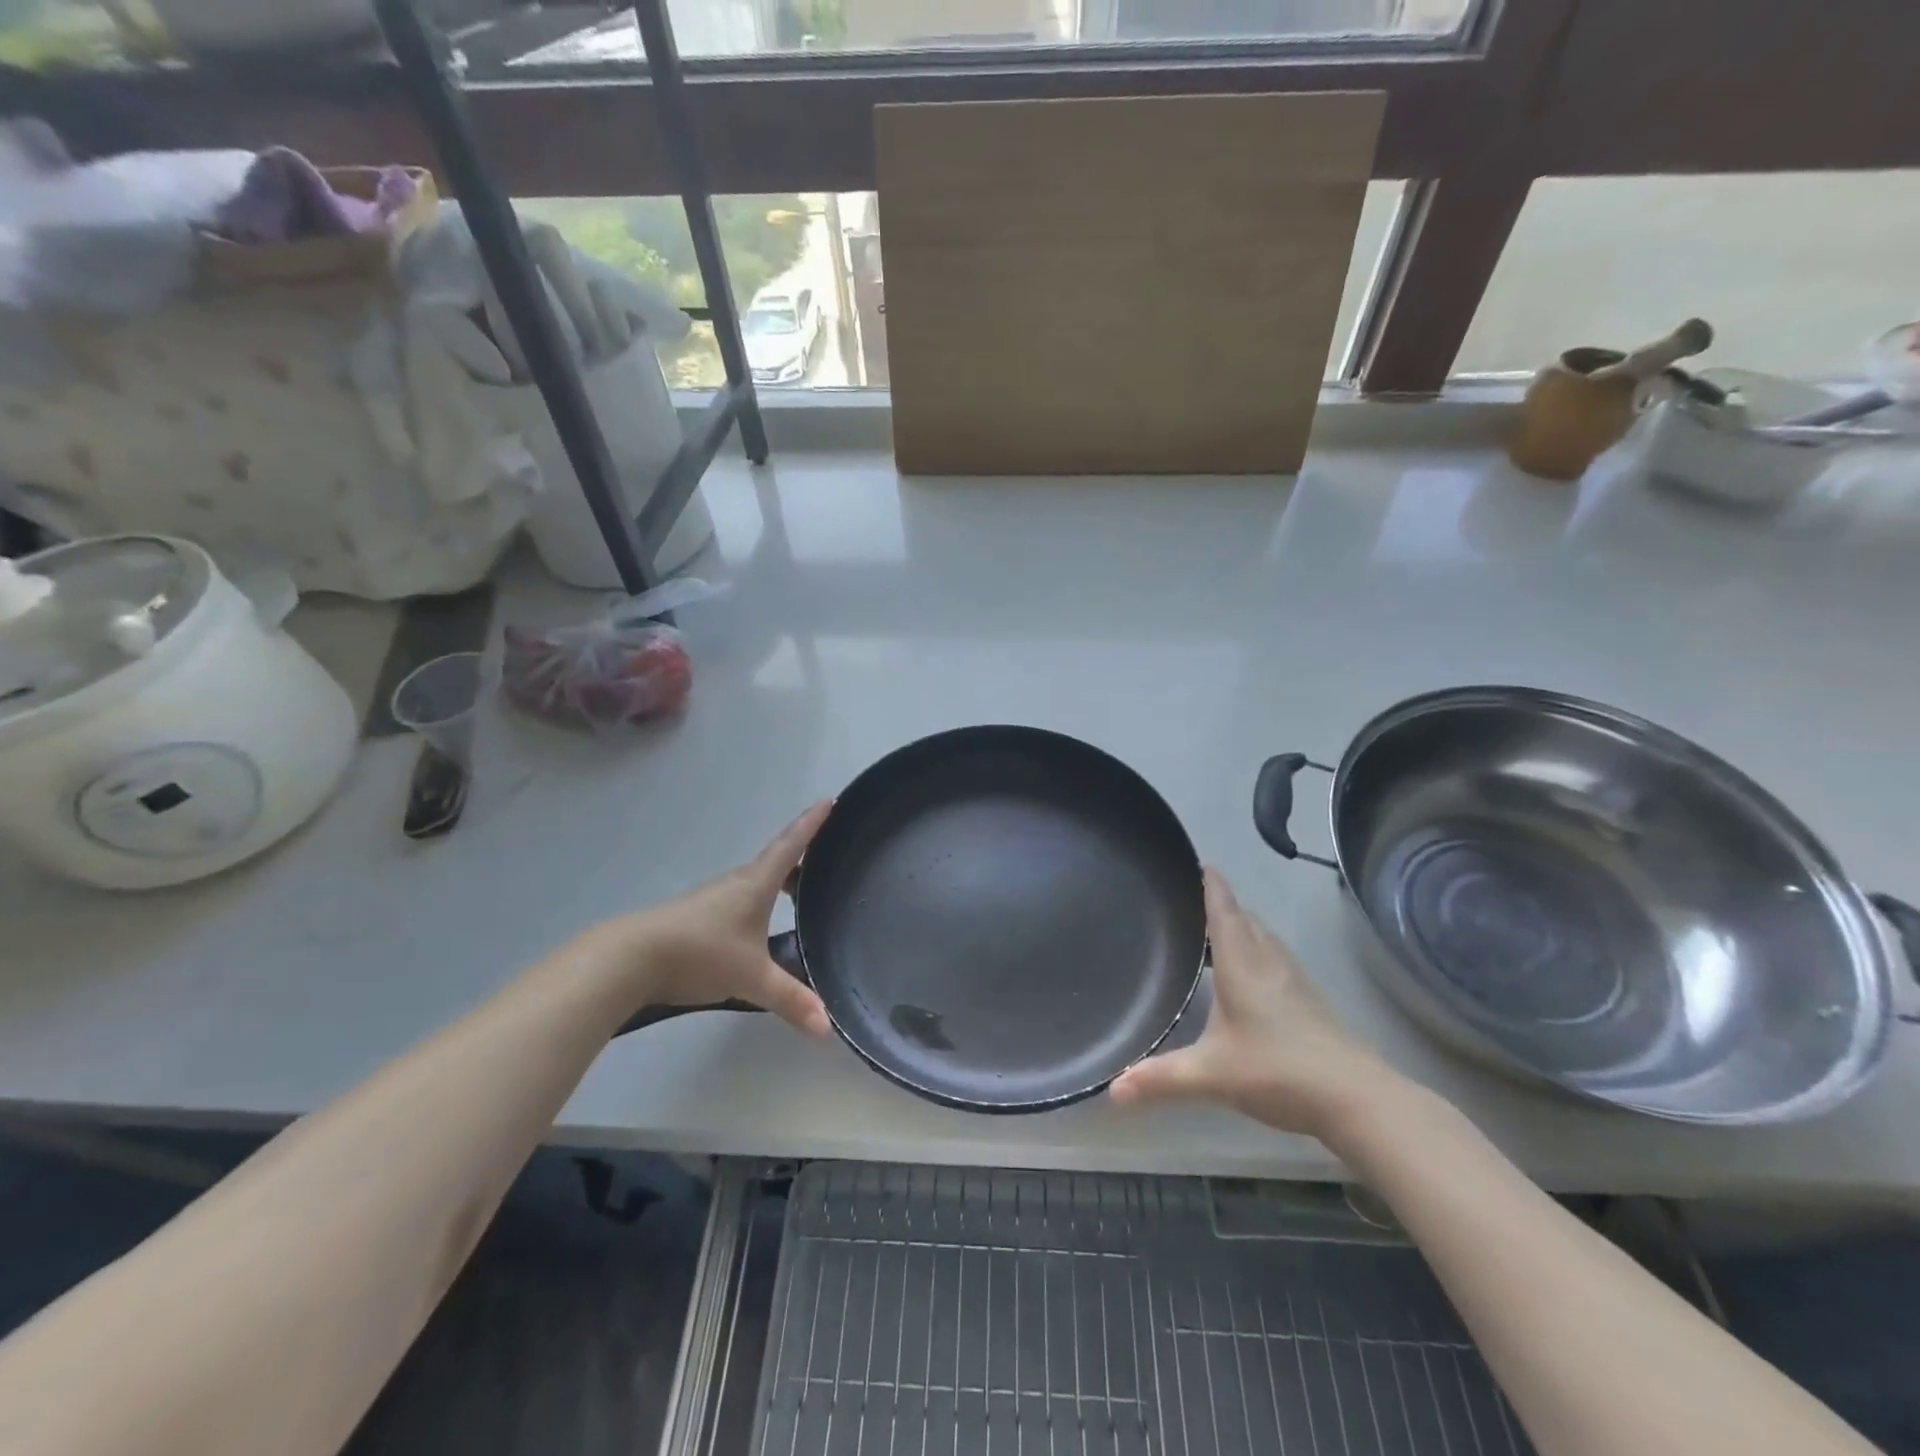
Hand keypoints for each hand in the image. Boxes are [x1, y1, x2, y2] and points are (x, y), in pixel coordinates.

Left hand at [587, 801, 833, 1038]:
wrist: (632, 958)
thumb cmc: (701, 953)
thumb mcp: (752, 978)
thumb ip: (791, 1000)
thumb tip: (827, 1028)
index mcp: (756, 884)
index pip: (791, 845)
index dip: (812, 823)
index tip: (831, 800)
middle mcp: (737, 883)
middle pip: (776, 861)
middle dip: (802, 857)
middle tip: (827, 861)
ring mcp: (715, 898)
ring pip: (757, 882)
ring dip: (780, 882)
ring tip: (800, 895)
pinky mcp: (699, 916)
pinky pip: (741, 899)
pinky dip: (760, 902)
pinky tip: (761, 927)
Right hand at [1109, 868, 1397, 1137]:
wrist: (1356, 1098)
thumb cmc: (1278, 1070)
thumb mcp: (1211, 1074)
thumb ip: (1161, 1078)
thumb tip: (1110, 1090)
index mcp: (1242, 963)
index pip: (1224, 909)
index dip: (1211, 884)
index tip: (1199, 863)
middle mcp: (1268, 961)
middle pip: (1244, 919)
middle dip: (1221, 906)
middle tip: (1191, 903)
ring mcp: (1294, 980)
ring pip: (1263, 939)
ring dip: (1240, 929)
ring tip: (1213, 936)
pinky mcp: (1310, 1001)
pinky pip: (1274, 960)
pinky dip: (1255, 954)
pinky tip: (1246, 979)